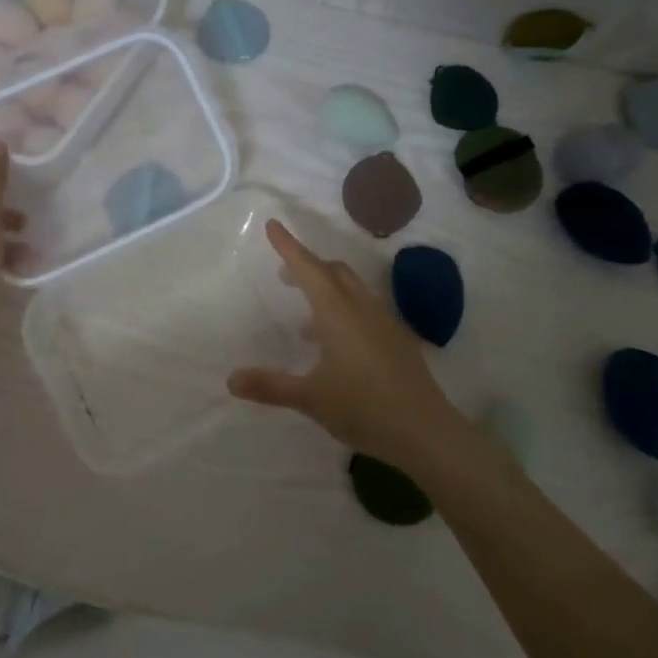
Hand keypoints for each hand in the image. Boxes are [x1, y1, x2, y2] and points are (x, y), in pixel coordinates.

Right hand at [228, 220, 463, 476]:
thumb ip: (270, 386)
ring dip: (326, 288)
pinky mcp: (397, 340)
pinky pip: (365, 308)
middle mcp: (362, 308)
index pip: (308, 269)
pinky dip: (343, 308)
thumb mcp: (310, 398)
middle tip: (284, 274)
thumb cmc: (364, 408)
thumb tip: (231, 380)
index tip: (273, 224)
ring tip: (304, 314)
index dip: (288, 246)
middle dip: (307, 265)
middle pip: (333, 272)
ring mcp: (385, 322)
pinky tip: (335, 343)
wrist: (427, 432)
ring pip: (352, 288)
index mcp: (337, 314)